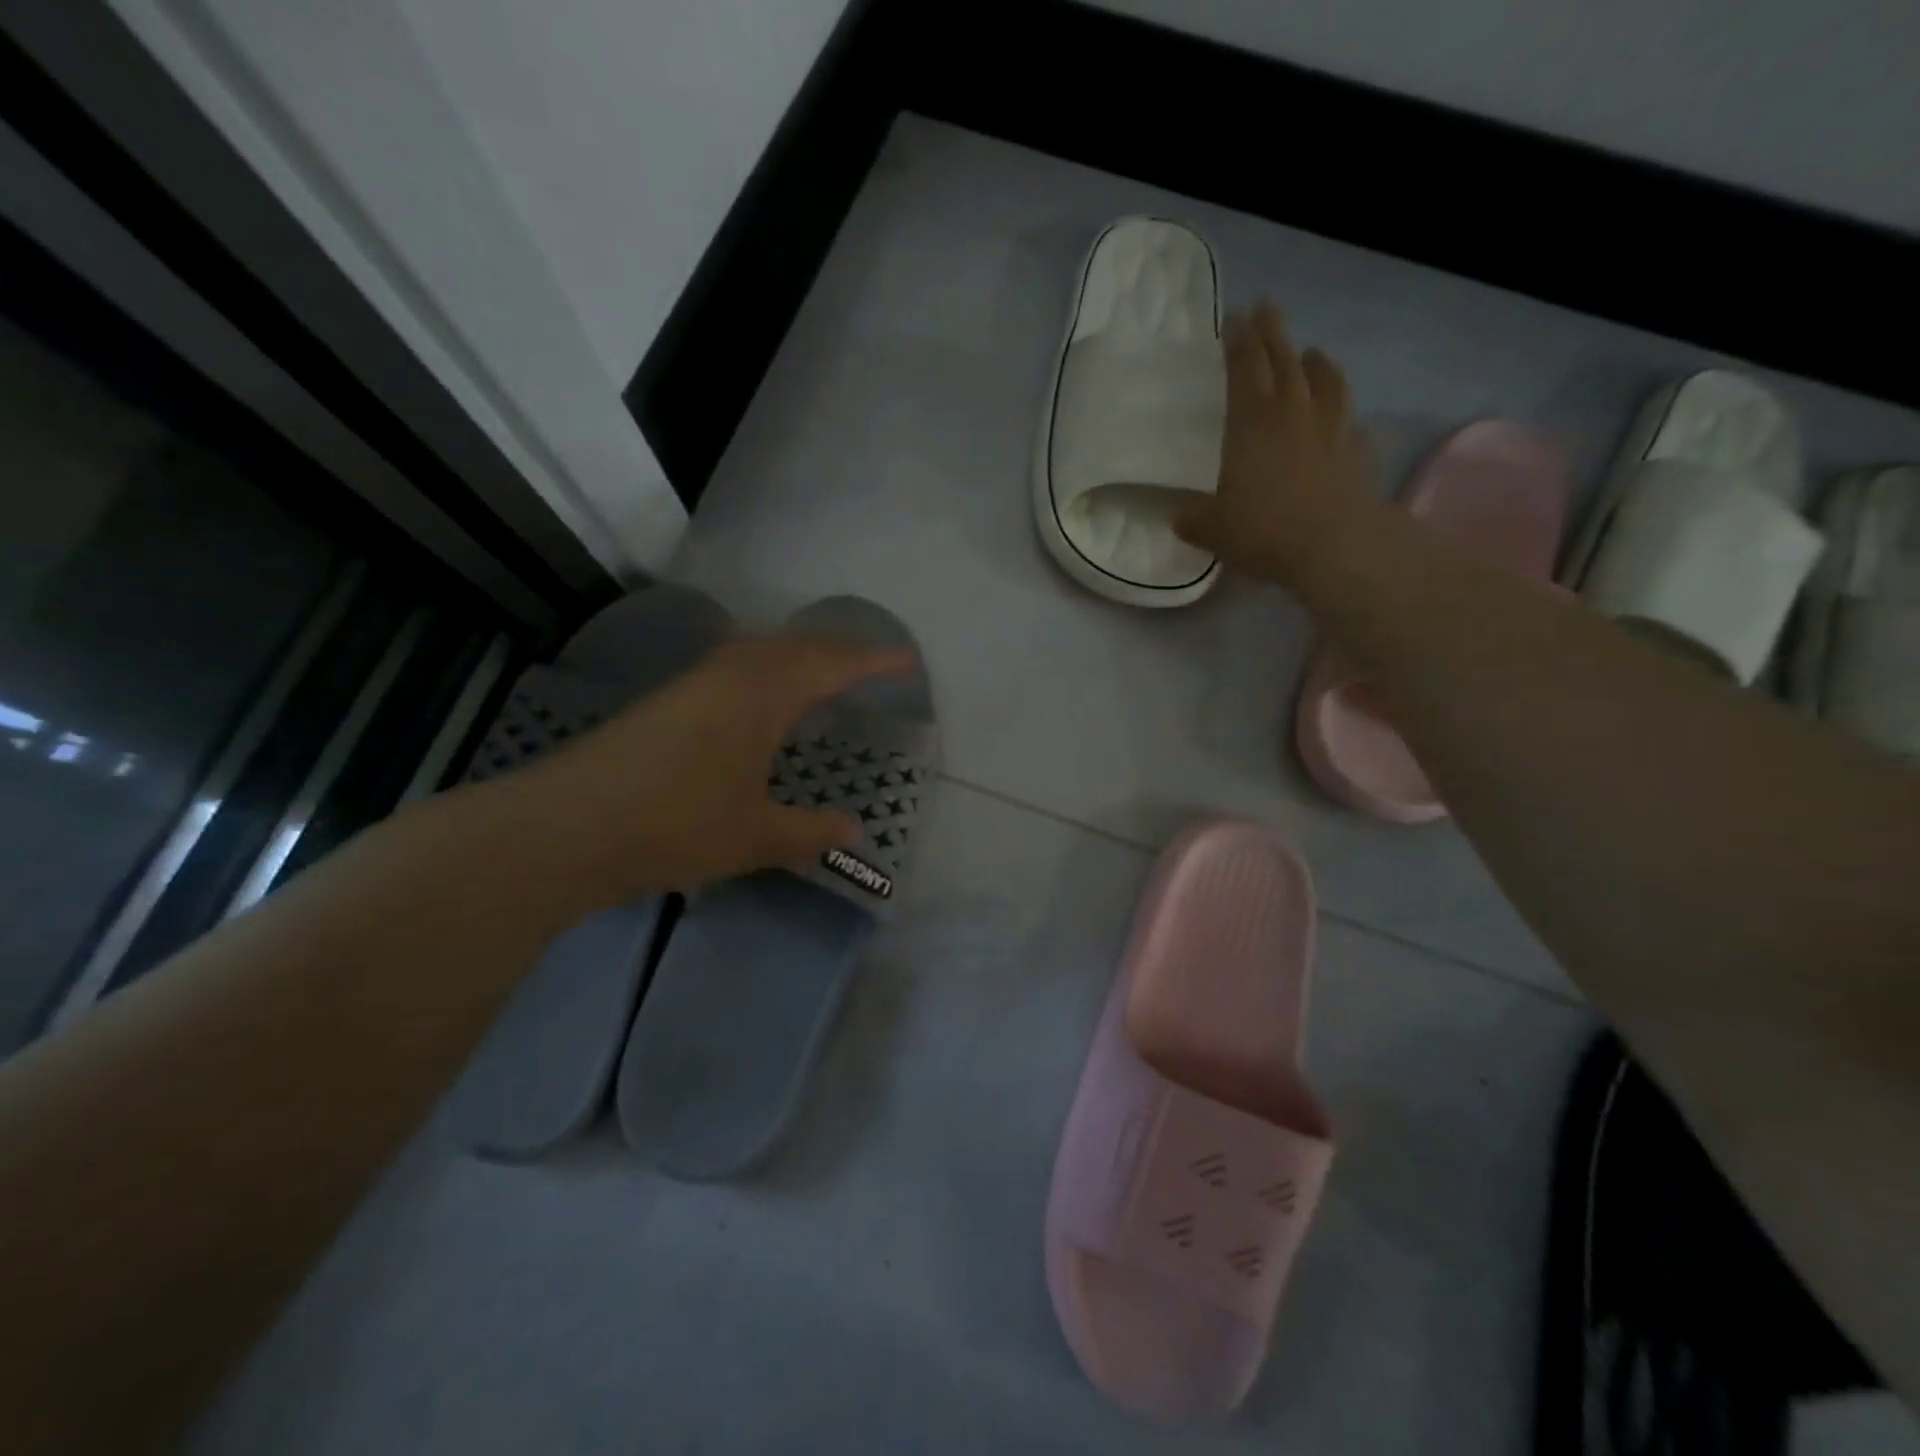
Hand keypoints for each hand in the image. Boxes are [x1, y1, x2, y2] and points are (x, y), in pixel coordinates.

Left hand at [481, 635, 912, 909]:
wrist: (564, 827)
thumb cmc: (674, 826)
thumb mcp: (754, 837)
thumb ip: (809, 832)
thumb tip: (854, 831)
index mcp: (762, 695)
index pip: (831, 666)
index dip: (872, 662)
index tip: (906, 660)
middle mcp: (729, 674)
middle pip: (795, 645)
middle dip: (838, 650)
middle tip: (869, 664)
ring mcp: (691, 683)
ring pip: (758, 650)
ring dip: (796, 654)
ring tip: (820, 672)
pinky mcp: (665, 700)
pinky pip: (732, 664)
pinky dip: (763, 667)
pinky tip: (756, 695)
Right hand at [1175, 301, 1377, 583]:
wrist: (1334, 544)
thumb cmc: (1263, 529)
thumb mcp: (1212, 529)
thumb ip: (1193, 519)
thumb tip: (1178, 516)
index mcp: (1251, 423)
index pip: (1244, 368)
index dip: (1238, 341)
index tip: (1235, 316)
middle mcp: (1292, 413)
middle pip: (1285, 360)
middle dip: (1273, 332)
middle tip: (1266, 309)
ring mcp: (1330, 428)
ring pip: (1325, 380)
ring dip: (1315, 361)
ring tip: (1311, 352)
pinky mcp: (1356, 450)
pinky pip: (1349, 418)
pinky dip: (1343, 409)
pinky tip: (1342, 415)